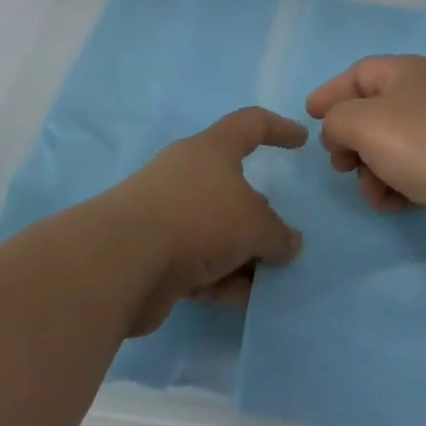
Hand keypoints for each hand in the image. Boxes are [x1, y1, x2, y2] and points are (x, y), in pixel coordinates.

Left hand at [101, 107, 306, 336]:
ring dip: (244, 255)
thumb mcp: (254, 224)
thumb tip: (288, 243)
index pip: (250, 124)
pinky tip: (243, 301)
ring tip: (270, 280)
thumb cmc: (199, 219)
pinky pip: (199, 263)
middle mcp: (187, 175)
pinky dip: (222, 278)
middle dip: (260, 214)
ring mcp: (168, 214)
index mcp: (211, 149)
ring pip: (217, 231)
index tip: (301, 139)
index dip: (278, 128)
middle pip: (233, 188)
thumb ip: (278, 234)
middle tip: (284, 238)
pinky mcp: (154, 253)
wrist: (124, 261)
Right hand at [307, 55, 425, 258]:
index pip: (360, 72)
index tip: (309, 116)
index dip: (331, 92)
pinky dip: (394, 186)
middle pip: (373, 111)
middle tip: (340, 162)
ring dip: (370, 170)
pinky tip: (393, 203)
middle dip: (350, 139)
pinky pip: (410, 172)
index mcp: (410, 71)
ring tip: (372, 189)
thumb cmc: (422, 144)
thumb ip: (336, 120)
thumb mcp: (362, 122)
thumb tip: (341, 134)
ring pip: (389, 147)